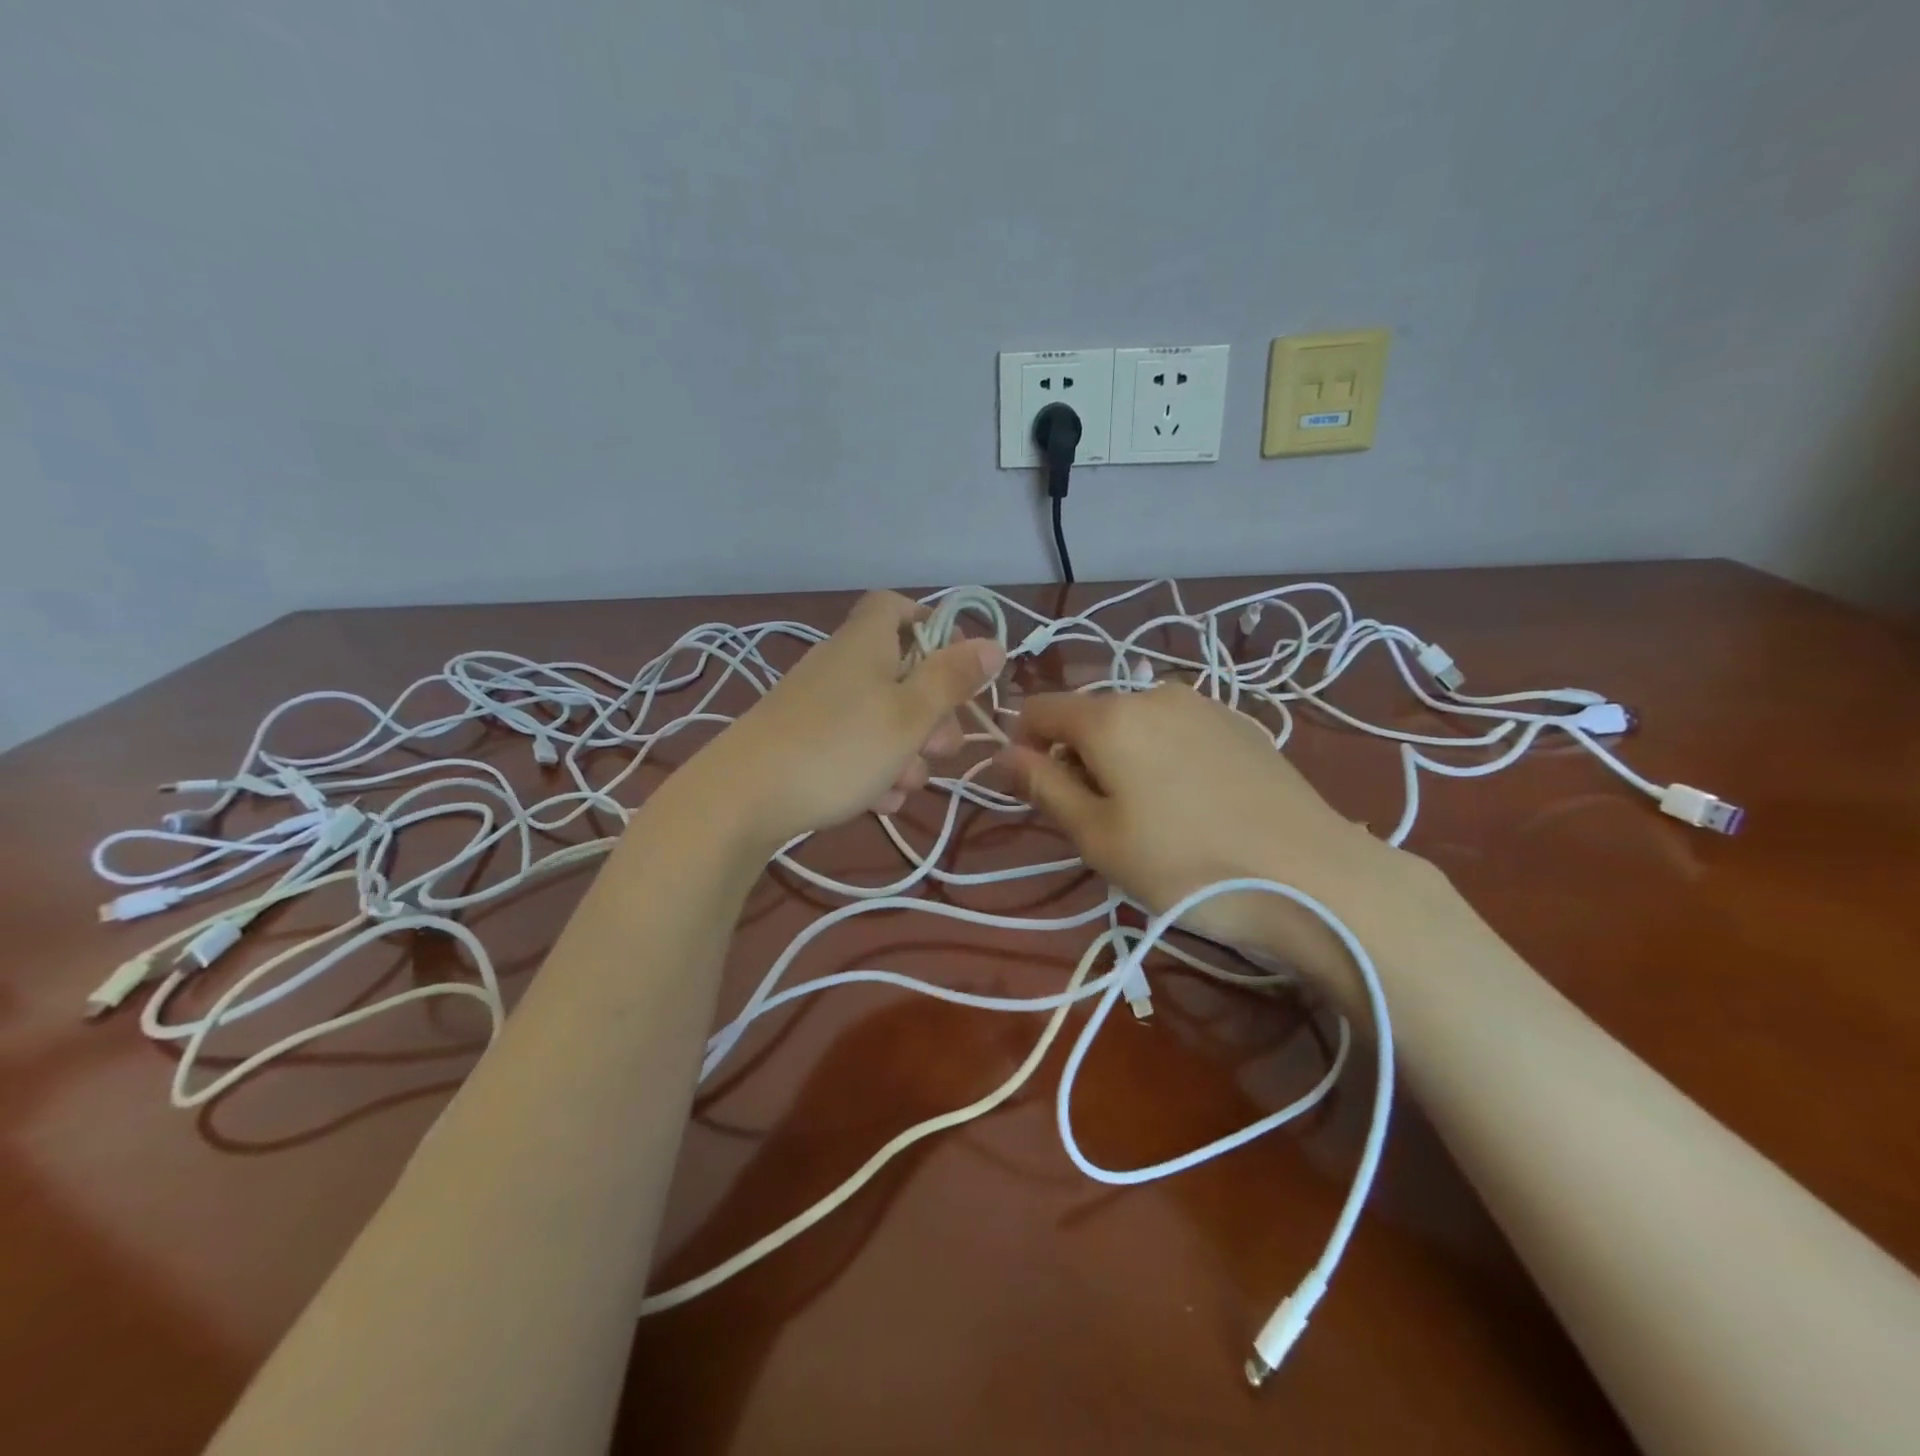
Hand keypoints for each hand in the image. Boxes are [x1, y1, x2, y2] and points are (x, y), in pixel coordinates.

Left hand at [704, 591, 1004, 846]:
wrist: (742, 799)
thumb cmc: (839, 747)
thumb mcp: (909, 715)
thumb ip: (952, 679)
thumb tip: (993, 642)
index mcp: (866, 644)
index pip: (896, 607)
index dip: (931, 625)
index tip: (958, 664)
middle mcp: (840, 666)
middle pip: (899, 674)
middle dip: (931, 713)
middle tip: (943, 748)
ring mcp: (818, 706)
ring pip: (880, 719)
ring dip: (905, 752)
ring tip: (905, 787)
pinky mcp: (802, 743)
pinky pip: (853, 747)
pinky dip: (873, 771)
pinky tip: (880, 803)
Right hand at [998, 685, 1417, 986]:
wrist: (1314, 877)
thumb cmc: (1185, 865)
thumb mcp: (1098, 836)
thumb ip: (1044, 787)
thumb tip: (1004, 753)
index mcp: (1111, 716)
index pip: (1041, 709)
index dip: (1024, 744)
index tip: (1036, 791)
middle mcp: (1154, 693)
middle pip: (1090, 714)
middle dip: (1076, 754)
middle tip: (1096, 817)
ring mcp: (1205, 705)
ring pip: (1135, 721)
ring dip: (1121, 755)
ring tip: (1148, 813)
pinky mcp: (1242, 725)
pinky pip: (1178, 729)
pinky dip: (1162, 755)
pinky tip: (1192, 803)